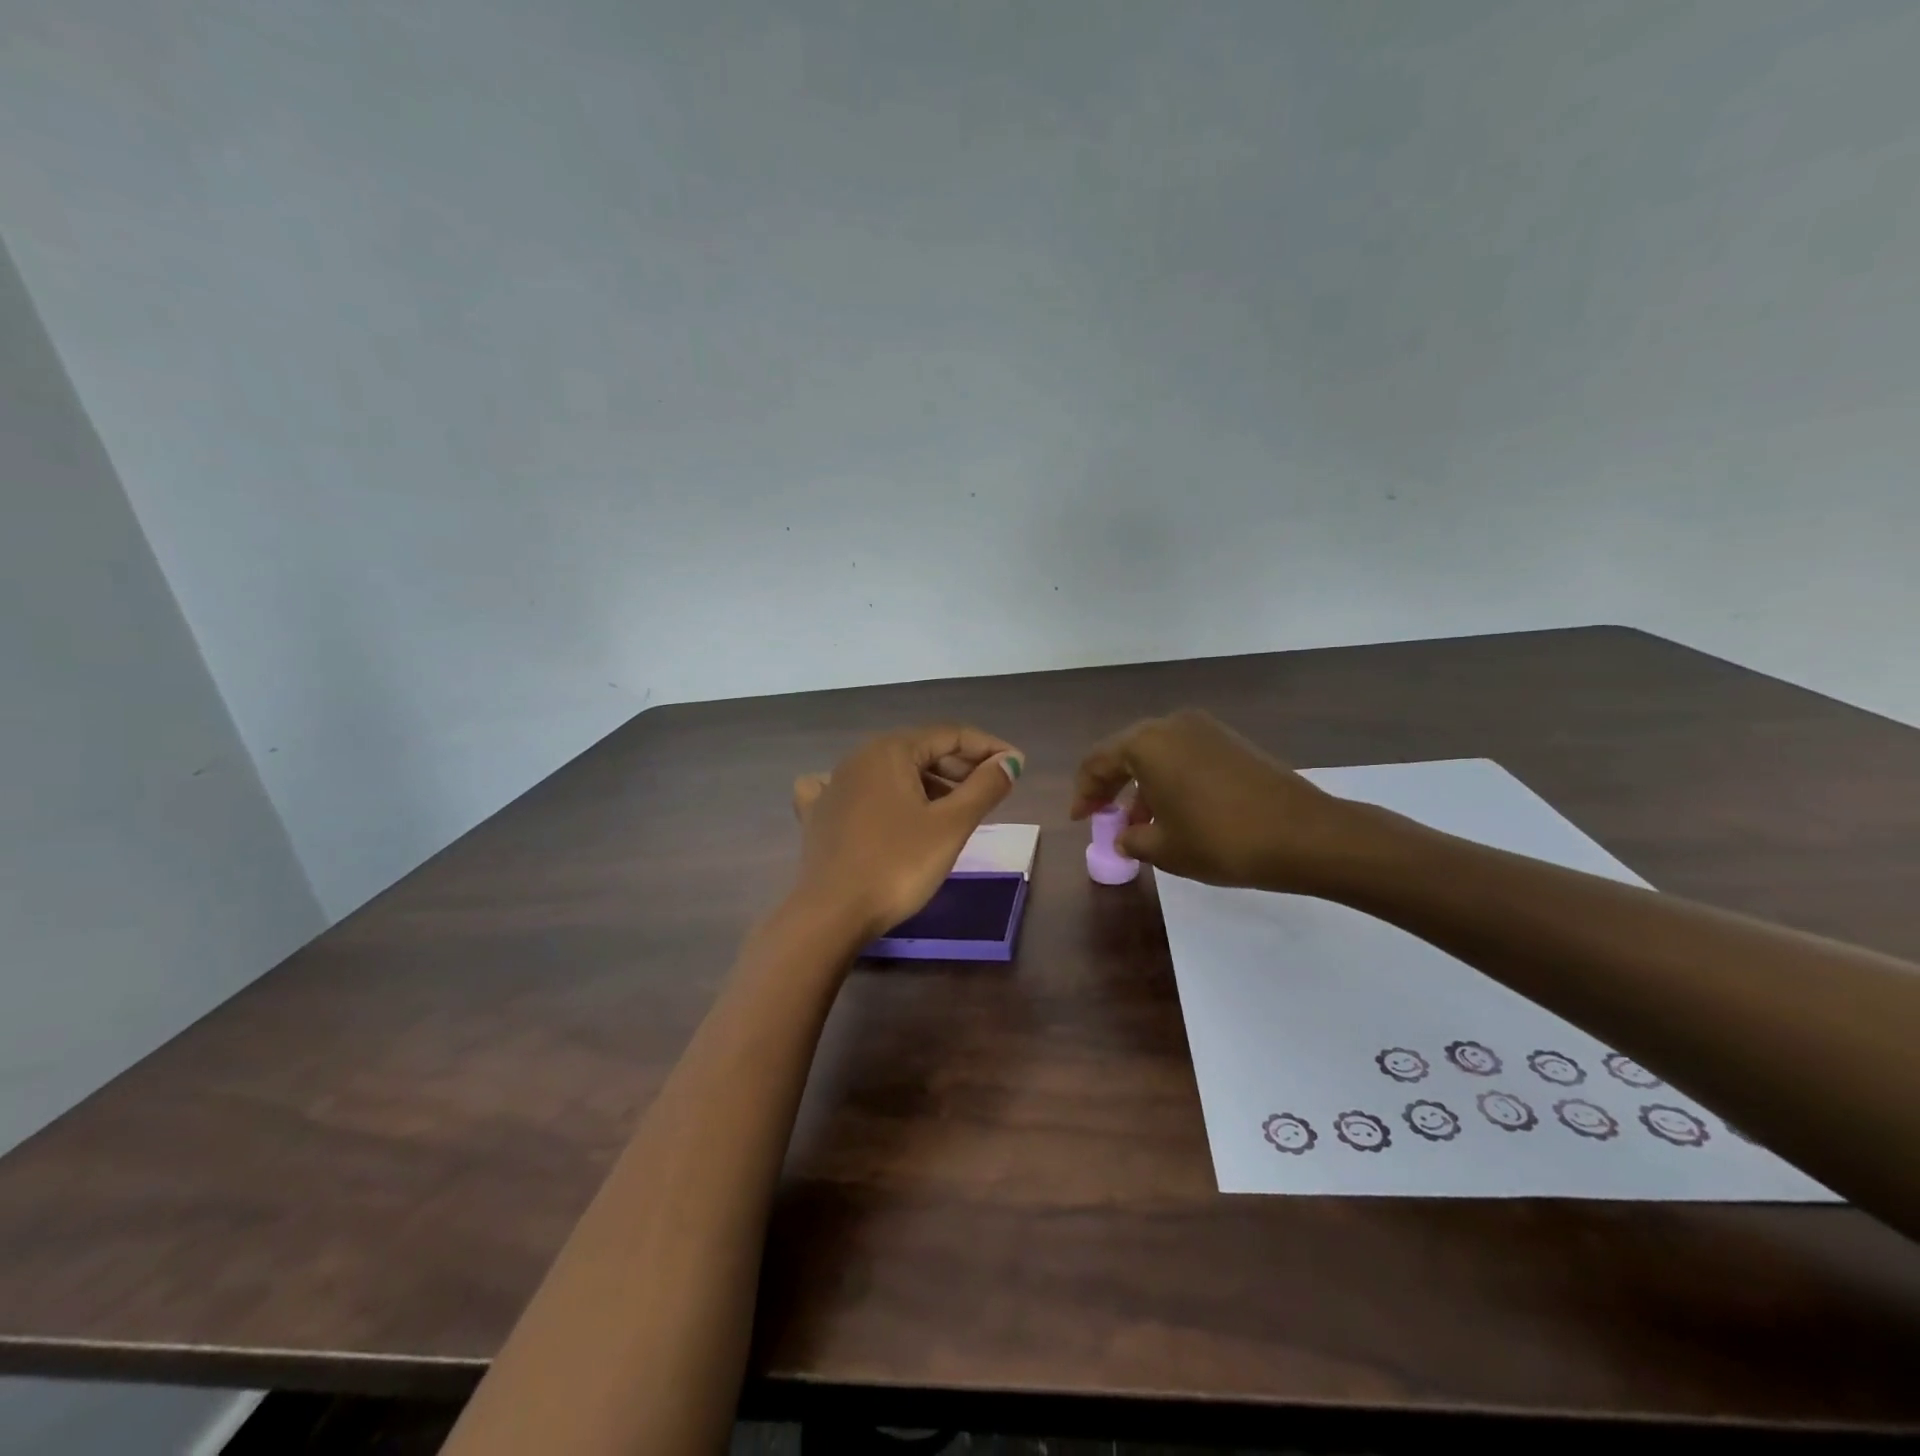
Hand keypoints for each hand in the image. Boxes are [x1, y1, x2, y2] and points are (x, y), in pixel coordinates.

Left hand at [791, 725, 1024, 938]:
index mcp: (890, 750)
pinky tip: (879, 805)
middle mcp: (858, 758)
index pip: (950, 735)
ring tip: (955, 807)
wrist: (832, 915)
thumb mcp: (950, 825)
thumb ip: (984, 787)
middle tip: (993, 789)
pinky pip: (853, 791)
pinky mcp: (818, 816)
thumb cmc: (897, 865)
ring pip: (890, 772)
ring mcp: (832, 786)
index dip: (988, 747)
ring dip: (927, 783)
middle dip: (960, 765)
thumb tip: (1010, 761)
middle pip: (920, 750)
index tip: (1018, 766)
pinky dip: (877, 794)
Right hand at [1070, 709, 1371, 893]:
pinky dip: (1169, 778)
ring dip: (1140, 783)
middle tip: (1101, 815)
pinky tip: (1174, 810)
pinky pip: (1184, 755)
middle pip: (1125, 751)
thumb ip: (1132, 839)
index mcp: (1147, 744)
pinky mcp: (1231, 741)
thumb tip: (1123, 836)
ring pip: (1156, 752)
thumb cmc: (1221, 840)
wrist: (1304, 835)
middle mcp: (1172, 725)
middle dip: (1110, 784)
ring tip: (1140, 822)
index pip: (1098, 761)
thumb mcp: (1165, 849)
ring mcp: (1205, 729)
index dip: (1083, 792)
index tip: (1080, 820)